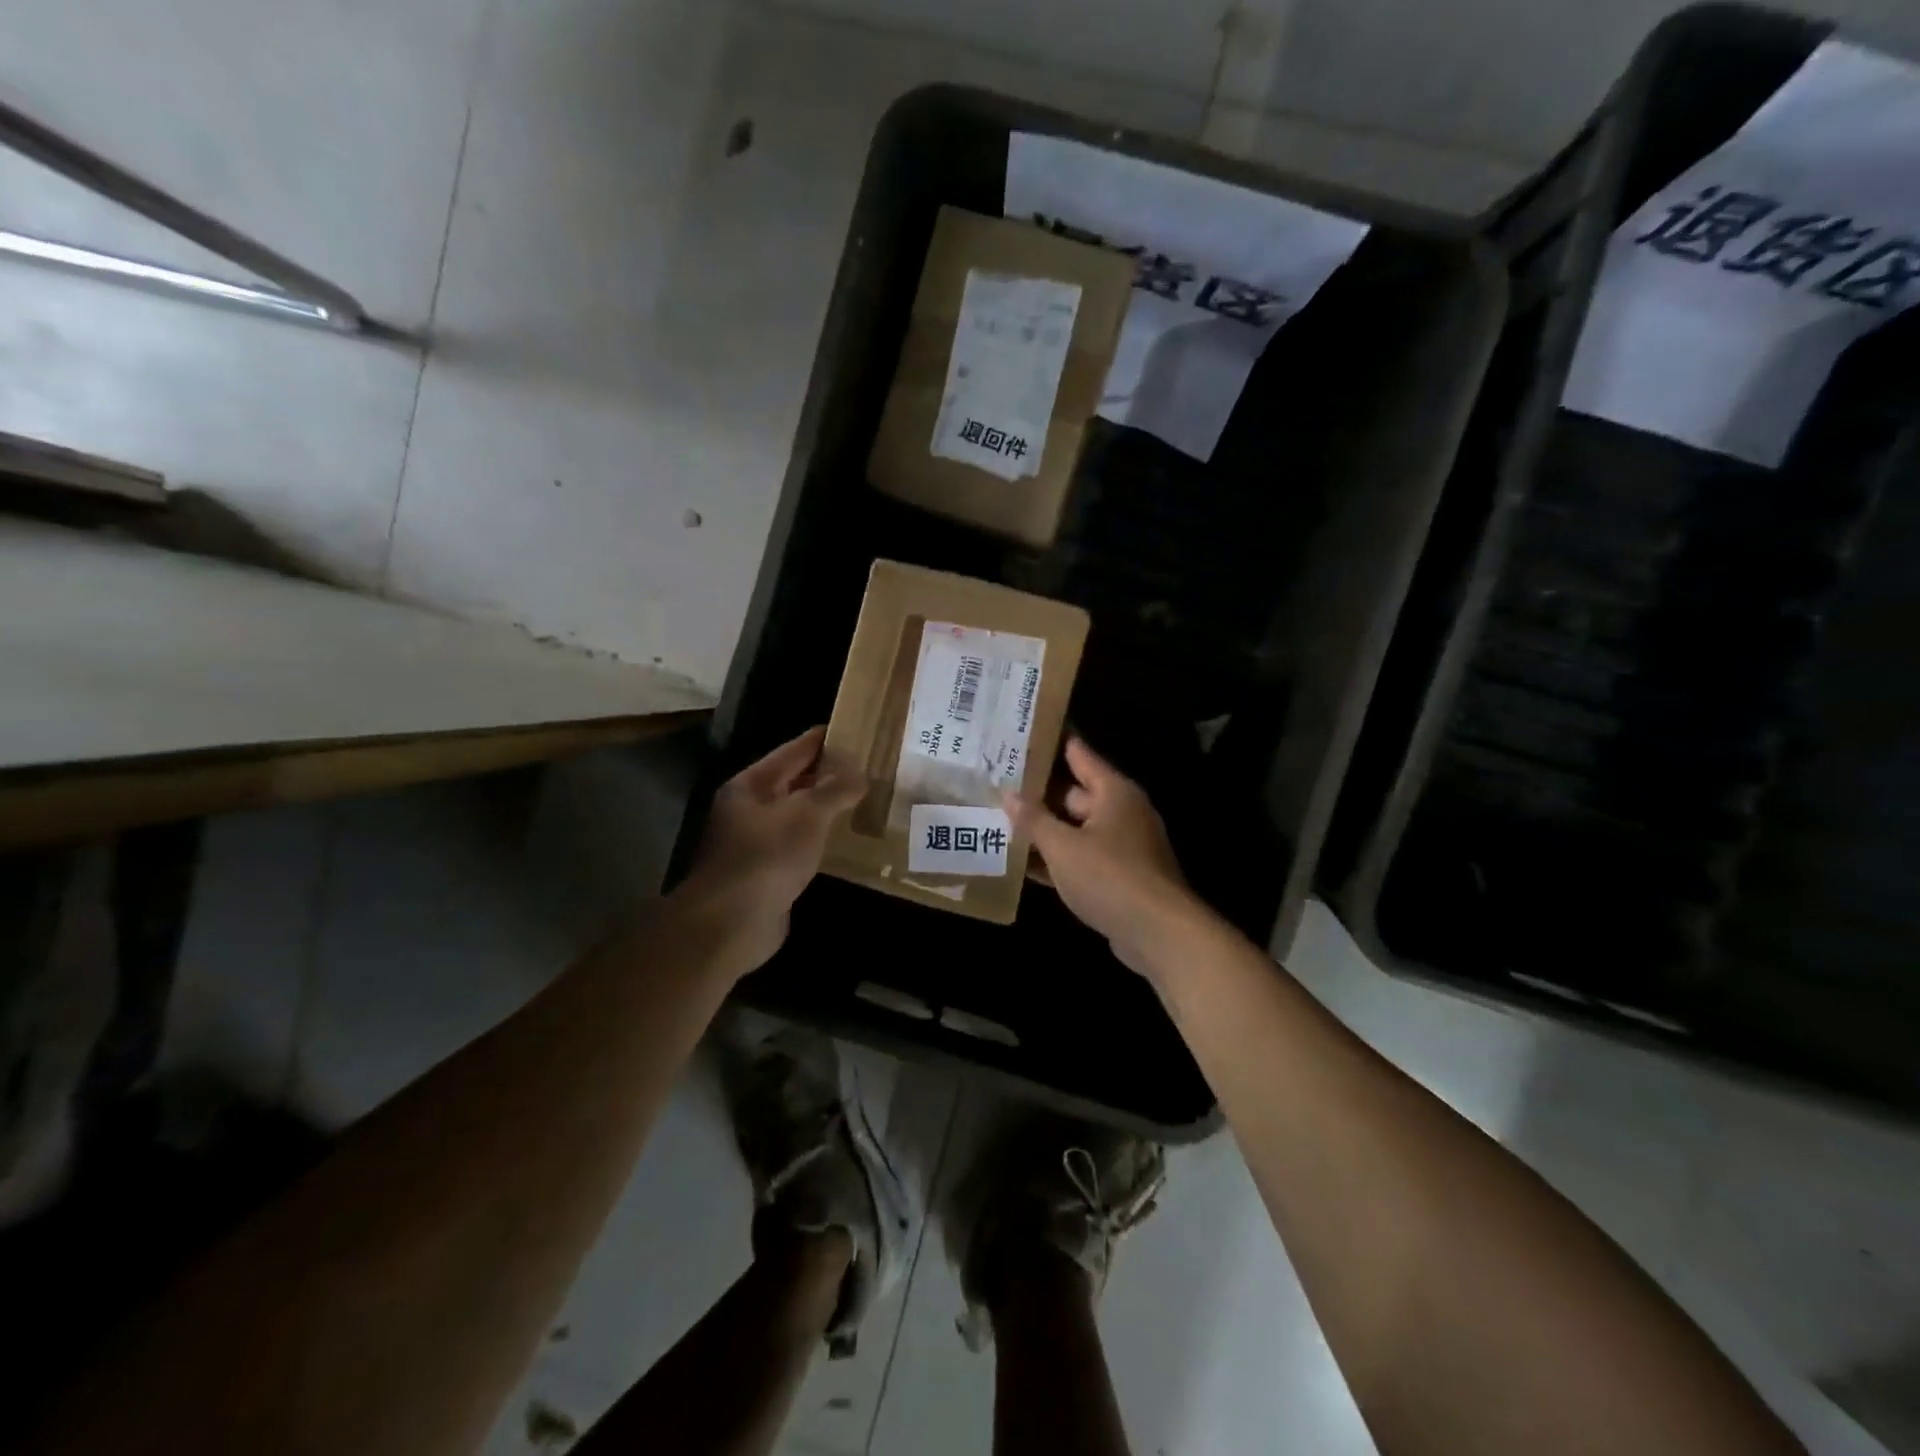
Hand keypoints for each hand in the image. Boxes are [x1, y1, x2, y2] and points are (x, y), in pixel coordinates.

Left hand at [678, 727, 864, 972]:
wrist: (732, 922)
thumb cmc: (768, 856)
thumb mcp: (808, 814)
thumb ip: (836, 789)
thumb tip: (860, 771)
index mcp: (752, 784)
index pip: (794, 750)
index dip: (824, 739)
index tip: (856, 730)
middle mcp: (749, 808)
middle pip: (794, 781)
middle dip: (829, 774)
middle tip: (869, 767)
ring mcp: (756, 841)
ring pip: (798, 814)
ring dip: (826, 809)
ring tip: (864, 799)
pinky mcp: (767, 871)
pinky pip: (800, 844)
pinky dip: (821, 839)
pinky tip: (845, 840)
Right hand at [1004, 736, 1204, 979]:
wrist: (1159, 934)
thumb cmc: (1110, 877)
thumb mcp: (1063, 847)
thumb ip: (1033, 819)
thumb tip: (1007, 794)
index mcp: (1113, 792)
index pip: (1077, 753)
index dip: (1049, 742)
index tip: (1019, 732)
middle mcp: (1120, 811)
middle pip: (1072, 793)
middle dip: (1036, 791)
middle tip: (995, 781)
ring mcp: (1121, 845)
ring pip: (1074, 828)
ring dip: (1043, 828)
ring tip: (999, 819)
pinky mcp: (1118, 875)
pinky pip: (1080, 857)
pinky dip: (1056, 858)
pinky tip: (1021, 863)